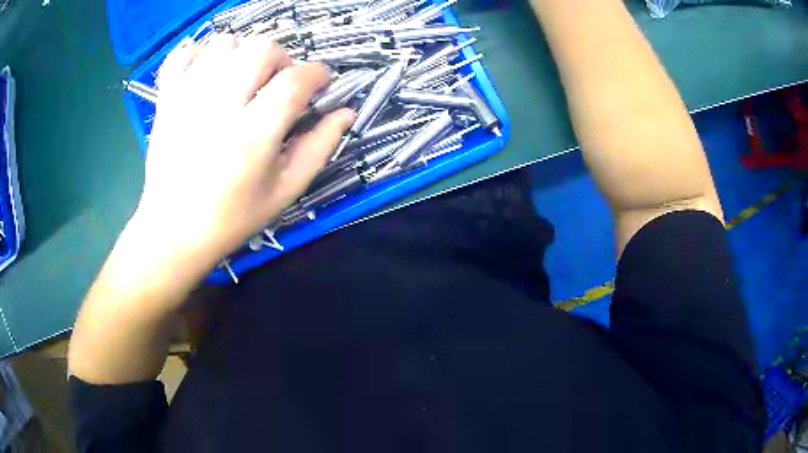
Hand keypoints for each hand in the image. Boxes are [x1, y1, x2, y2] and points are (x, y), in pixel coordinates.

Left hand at [135, 35, 354, 270]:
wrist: (173, 231)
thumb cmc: (231, 217)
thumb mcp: (285, 190)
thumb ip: (319, 147)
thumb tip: (345, 112)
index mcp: (253, 133)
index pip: (295, 80)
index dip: (317, 74)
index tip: (320, 83)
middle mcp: (219, 105)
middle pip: (261, 48)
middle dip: (281, 59)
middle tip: (278, 84)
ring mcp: (188, 98)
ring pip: (224, 43)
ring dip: (243, 53)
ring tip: (242, 79)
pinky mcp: (166, 100)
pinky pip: (182, 55)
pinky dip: (199, 53)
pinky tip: (208, 71)